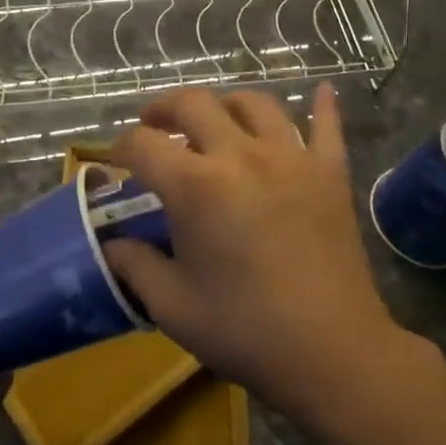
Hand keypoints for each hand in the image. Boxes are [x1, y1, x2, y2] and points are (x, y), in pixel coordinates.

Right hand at [105, 84, 421, 428]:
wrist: (332, 353)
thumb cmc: (245, 330)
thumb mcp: (173, 306)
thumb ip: (135, 266)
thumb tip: (112, 244)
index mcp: (196, 186)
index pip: (143, 145)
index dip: (120, 147)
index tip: (115, 159)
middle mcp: (240, 156)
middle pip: (195, 104)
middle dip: (164, 108)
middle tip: (154, 125)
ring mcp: (291, 158)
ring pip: (255, 104)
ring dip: (226, 103)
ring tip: (215, 118)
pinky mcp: (330, 173)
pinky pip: (327, 127)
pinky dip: (322, 106)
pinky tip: (321, 91)